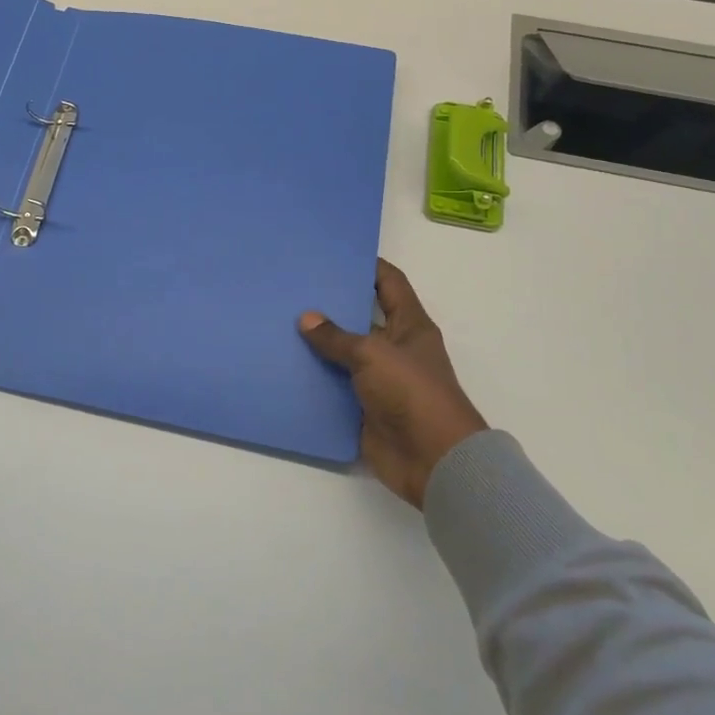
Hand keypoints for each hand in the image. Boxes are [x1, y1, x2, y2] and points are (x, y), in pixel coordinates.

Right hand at [298, 259, 487, 507]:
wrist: (433, 461)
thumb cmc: (412, 393)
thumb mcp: (373, 354)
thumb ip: (337, 337)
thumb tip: (306, 318)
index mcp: (410, 325)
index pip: (389, 283)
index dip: (367, 266)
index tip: (334, 253)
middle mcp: (395, 348)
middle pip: (361, 318)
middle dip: (332, 305)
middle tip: (295, 288)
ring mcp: (380, 380)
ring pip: (344, 355)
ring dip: (319, 345)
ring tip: (280, 324)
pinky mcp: (365, 409)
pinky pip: (335, 389)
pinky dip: (315, 381)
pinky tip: (285, 368)